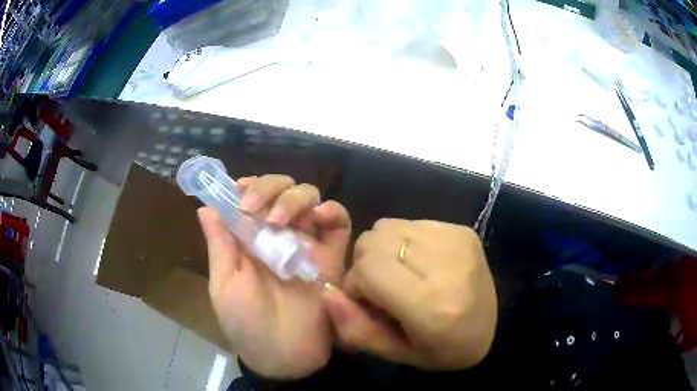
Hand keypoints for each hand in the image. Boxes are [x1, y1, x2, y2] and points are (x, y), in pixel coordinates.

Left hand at [197, 174, 350, 378]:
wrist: (284, 356)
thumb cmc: (246, 324)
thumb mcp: (225, 284)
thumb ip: (219, 245)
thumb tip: (206, 207)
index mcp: (249, 238)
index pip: (250, 196)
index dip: (246, 185)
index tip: (239, 190)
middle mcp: (278, 234)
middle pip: (281, 188)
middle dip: (268, 187)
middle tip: (255, 208)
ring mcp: (307, 242)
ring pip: (308, 196)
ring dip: (294, 198)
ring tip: (280, 222)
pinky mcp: (332, 255)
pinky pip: (339, 221)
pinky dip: (332, 211)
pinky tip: (319, 217)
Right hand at [323, 219, 496, 370]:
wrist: (492, 329)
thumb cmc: (442, 350)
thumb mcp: (395, 353)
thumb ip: (356, 328)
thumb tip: (327, 293)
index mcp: (432, 305)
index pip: (369, 268)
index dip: (356, 283)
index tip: (368, 301)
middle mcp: (447, 265)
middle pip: (374, 241)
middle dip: (367, 265)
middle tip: (385, 289)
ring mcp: (458, 241)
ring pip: (388, 227)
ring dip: (385, 251)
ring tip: (403, 275)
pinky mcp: (463, 230)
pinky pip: (410, 223)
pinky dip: (404, 241)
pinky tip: (421, 264)